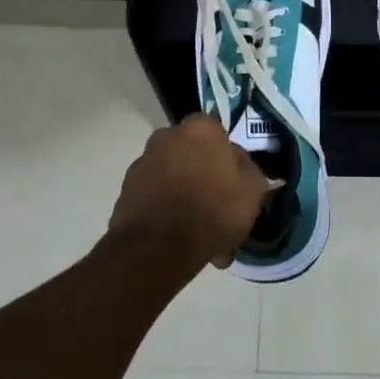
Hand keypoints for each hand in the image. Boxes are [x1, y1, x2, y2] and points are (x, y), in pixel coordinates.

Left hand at [107, 115, 269, 270]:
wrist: (158, 248)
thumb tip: (239, 164)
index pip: (218, 133)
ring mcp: (142, 163)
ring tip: (202, 235)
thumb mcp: (253, 191)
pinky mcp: (126, 191)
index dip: (228, 158)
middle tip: (219, 209)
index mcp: (200, 129)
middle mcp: (166, 137)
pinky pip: (156, 198)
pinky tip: (181, 240)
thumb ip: (250, 170)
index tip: (235, 183)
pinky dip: (167, 213)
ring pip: (174, 178)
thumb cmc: (213, 210)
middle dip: (205, 178)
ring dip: (186, 198)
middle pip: (193, 156)